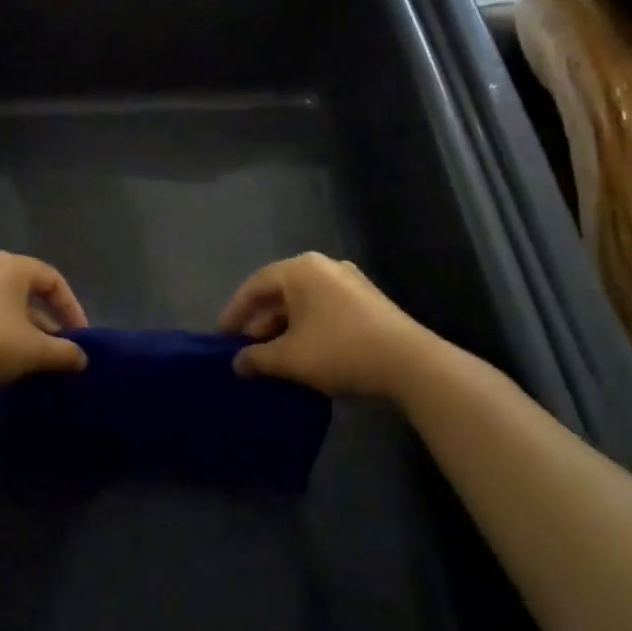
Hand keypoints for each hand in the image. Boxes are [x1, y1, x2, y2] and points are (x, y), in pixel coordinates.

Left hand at [0, 251, 89, 395]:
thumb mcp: (33, 351)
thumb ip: (63, 352)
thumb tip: (82, 358)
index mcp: (12, 266)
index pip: (53, 280)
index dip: (72, 309)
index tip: (80, 338)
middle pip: (29, 291)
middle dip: (48, 322)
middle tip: (59, 349)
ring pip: (7, 303)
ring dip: (25, 329)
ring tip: (34, 358)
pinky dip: (2, 330)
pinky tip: (4, 357)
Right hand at [218, 252, 457, 400]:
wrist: (410, 363)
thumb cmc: (340, 350)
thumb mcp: (290, 358)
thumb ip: (257, 358)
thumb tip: (237, 363)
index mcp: (300, 270)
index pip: (255, 286)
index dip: (234, 312)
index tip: (221, 337)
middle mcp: (323, 266)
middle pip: (280, 293)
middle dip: (260, 323)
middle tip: (245, 350)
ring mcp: (349, 281)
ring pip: (303, 303)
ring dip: (283, 328)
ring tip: (272, 357)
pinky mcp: (367, 301)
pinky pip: (324, 309)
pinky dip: (307, 328)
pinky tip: (303, 353)